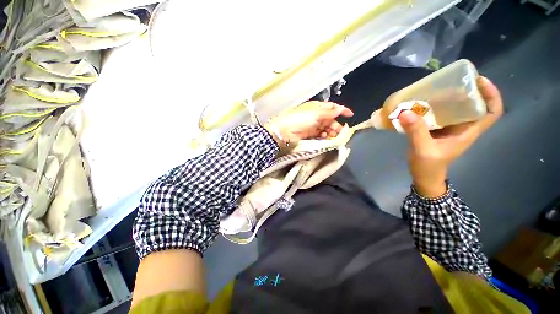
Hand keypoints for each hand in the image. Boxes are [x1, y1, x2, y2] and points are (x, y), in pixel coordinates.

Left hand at [265, 101, 353, 143]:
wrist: (284, 131)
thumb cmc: (300, 119)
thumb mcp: (315, 114)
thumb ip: (329, 112)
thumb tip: (340, 109)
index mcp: (317, 107)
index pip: (332, 107)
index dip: (341, 110)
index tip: (350, 115)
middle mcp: (316, 115)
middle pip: (330, 119)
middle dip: (336, 125)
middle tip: (341, 132)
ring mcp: (312, 125)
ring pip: (326, 128)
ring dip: (331, 132)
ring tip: (333, 137)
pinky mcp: (309, 134)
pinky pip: (320, 134)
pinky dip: (324, 136)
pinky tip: (325, 138)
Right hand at [398, 76, 502, 197]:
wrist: (424, 176)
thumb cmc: (428, 166)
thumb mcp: (423, 150)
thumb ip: (416, 132)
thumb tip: (406, 112)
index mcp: (468, 132)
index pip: (491, 112)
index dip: (491, 95)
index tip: (479, 81)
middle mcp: (463, 127)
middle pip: (475, 105)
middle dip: (469, 90)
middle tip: (453, 80)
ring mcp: (450, 128)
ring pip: (457, 108)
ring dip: (450, 96)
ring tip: (437, 87)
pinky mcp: (438, 129)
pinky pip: (441, 113)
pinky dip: (435, 105)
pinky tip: (423, 102)